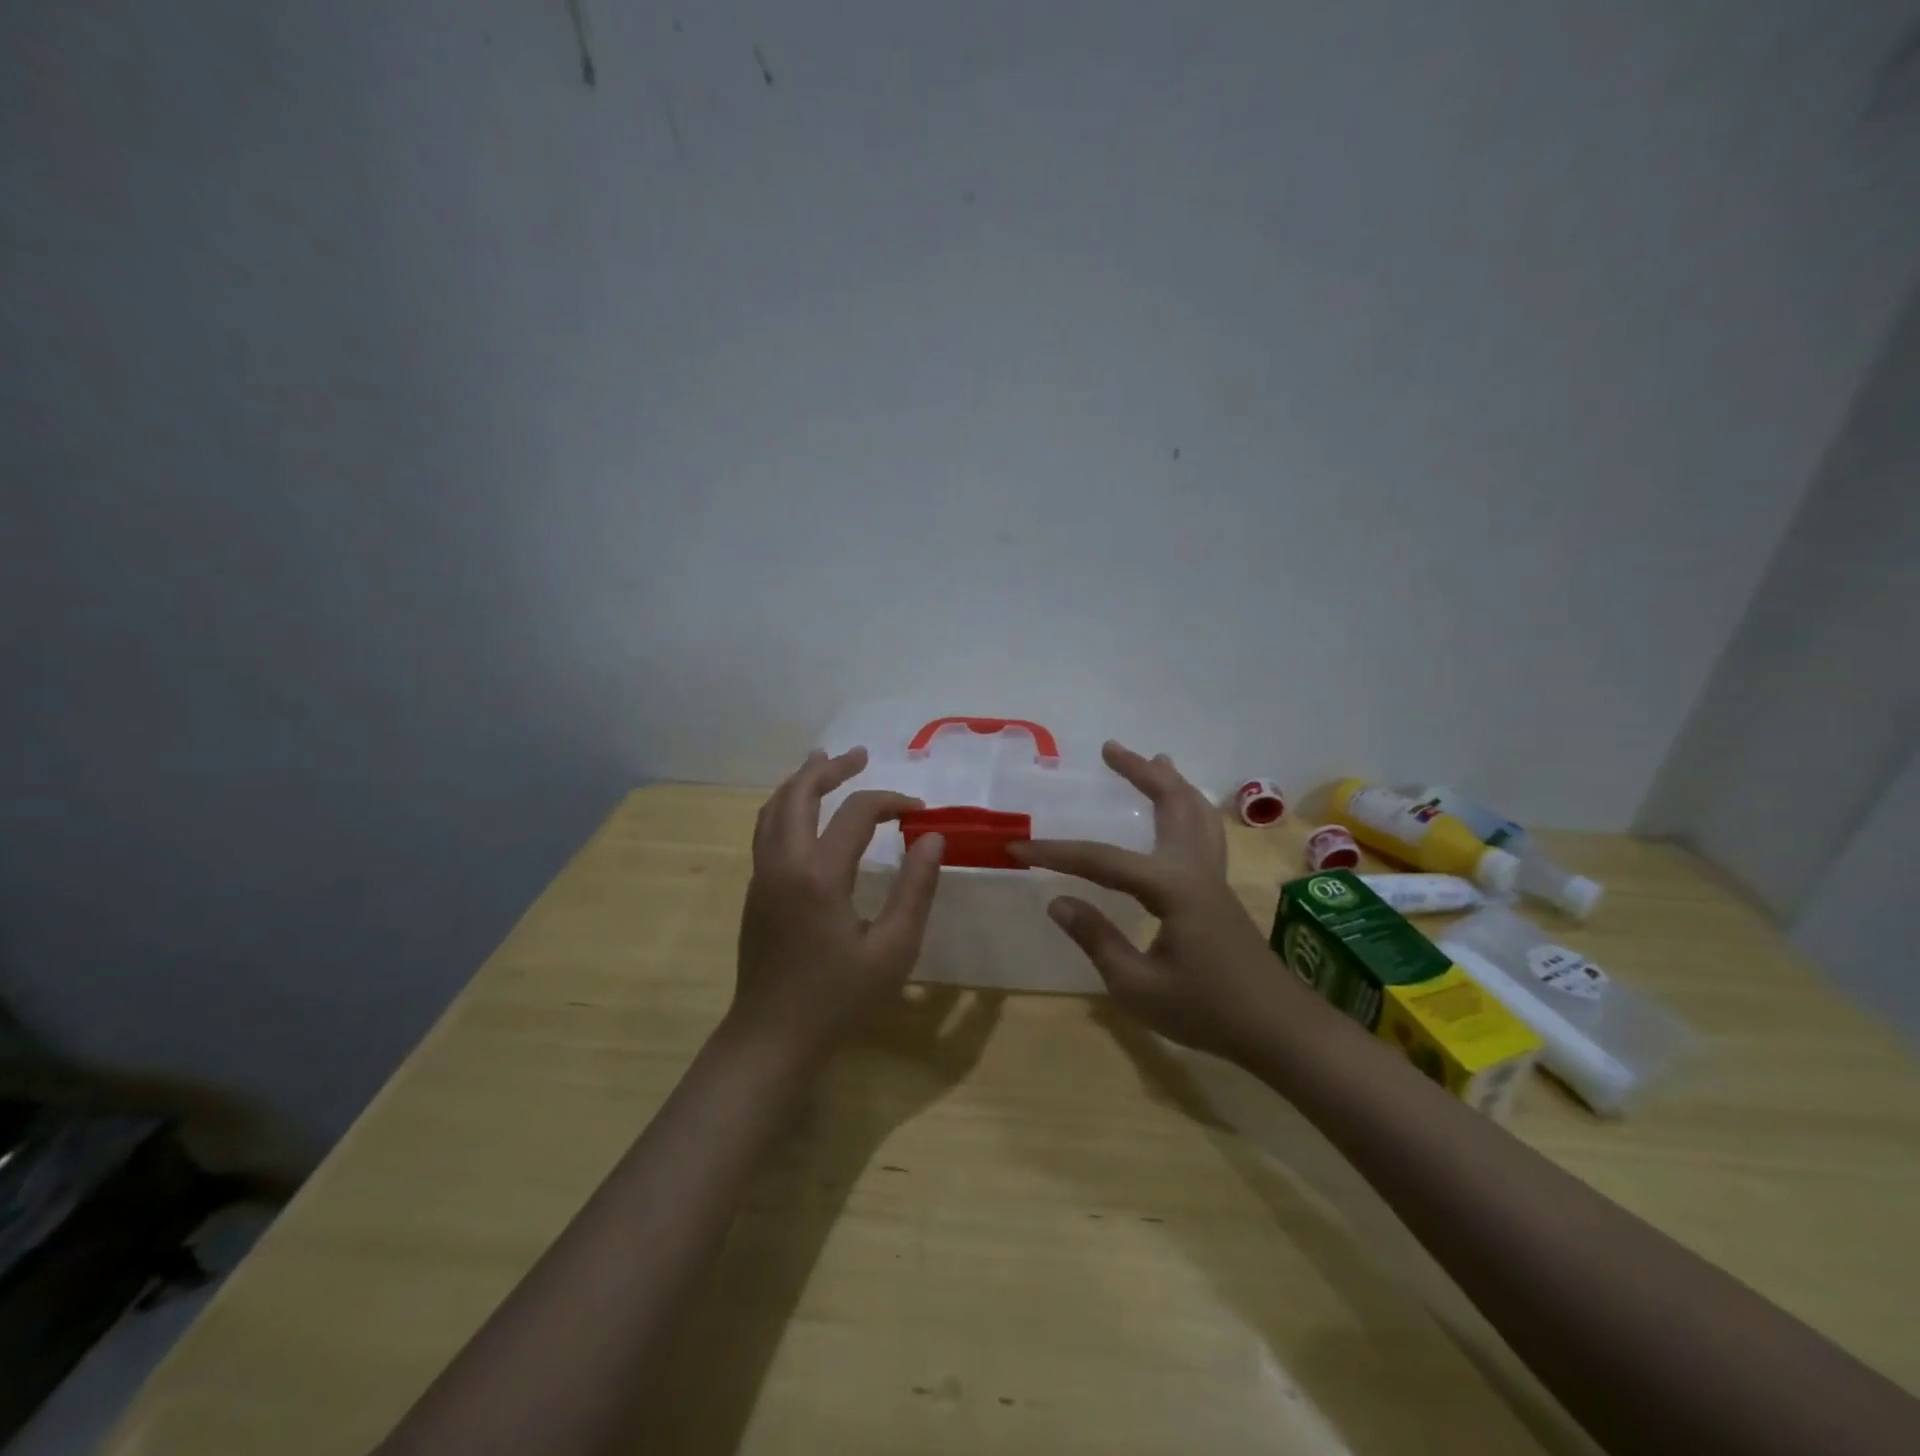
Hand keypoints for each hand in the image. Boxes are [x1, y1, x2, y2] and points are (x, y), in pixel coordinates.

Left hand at [731, 747, 944, 1061]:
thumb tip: (932, 838)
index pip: (857, 813)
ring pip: (774, 808)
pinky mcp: (756, 890)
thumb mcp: (894, 950)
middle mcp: (784, 863)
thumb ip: (916, 889)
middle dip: (831, 768)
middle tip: (860, 755)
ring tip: (825, 763)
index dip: (892, 801)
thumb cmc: (839, 998)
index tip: (920, 811)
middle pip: (799, 794)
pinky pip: (766, 829)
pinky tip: (804, 812)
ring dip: (801, 781)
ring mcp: (762, 875)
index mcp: (820, 875)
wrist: (772, 1037)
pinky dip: (786, 805)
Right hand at [1011, 742, 1297, 1059]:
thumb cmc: (1206, 1011)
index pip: (1102, 860)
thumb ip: (1097, 939)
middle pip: (1171, 804)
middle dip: (1140, 773)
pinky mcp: (1219, 891)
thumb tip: (1058, 902)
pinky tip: (1181, 813)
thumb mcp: (1138, 987)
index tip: (1017, 849)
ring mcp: (1213, 877)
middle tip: (1110, 748)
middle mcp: (1195, 870)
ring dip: (1172, 783)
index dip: (1056, 853)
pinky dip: (1189, 807)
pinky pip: (1205, 832)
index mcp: (1172, 888)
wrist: (1278, 1030)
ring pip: (1197, 812)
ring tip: (1155, 759)